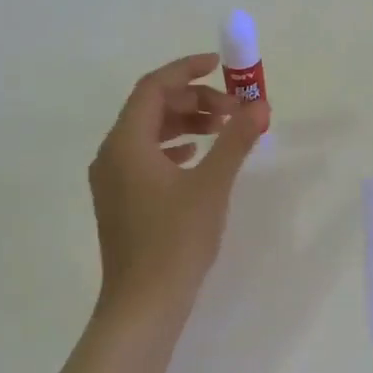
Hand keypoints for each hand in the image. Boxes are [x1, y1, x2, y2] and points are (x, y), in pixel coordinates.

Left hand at [88, 53, 267, 327]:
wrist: (143, 306)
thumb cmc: (175, 240)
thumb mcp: (212, 184)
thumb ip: (235, 139)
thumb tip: (260, 105)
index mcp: (126, 143)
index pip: (153, 87)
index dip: (187, 70)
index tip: (220, 66)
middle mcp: (111, 154)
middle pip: (151, 108)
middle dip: (194, 100)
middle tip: (233, 110)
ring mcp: (112, 180)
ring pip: (148, 133)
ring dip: (186, 123)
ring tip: (222, 130)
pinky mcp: (120, 201)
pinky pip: (145, 156)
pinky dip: (173, 147)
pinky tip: (196, 157)